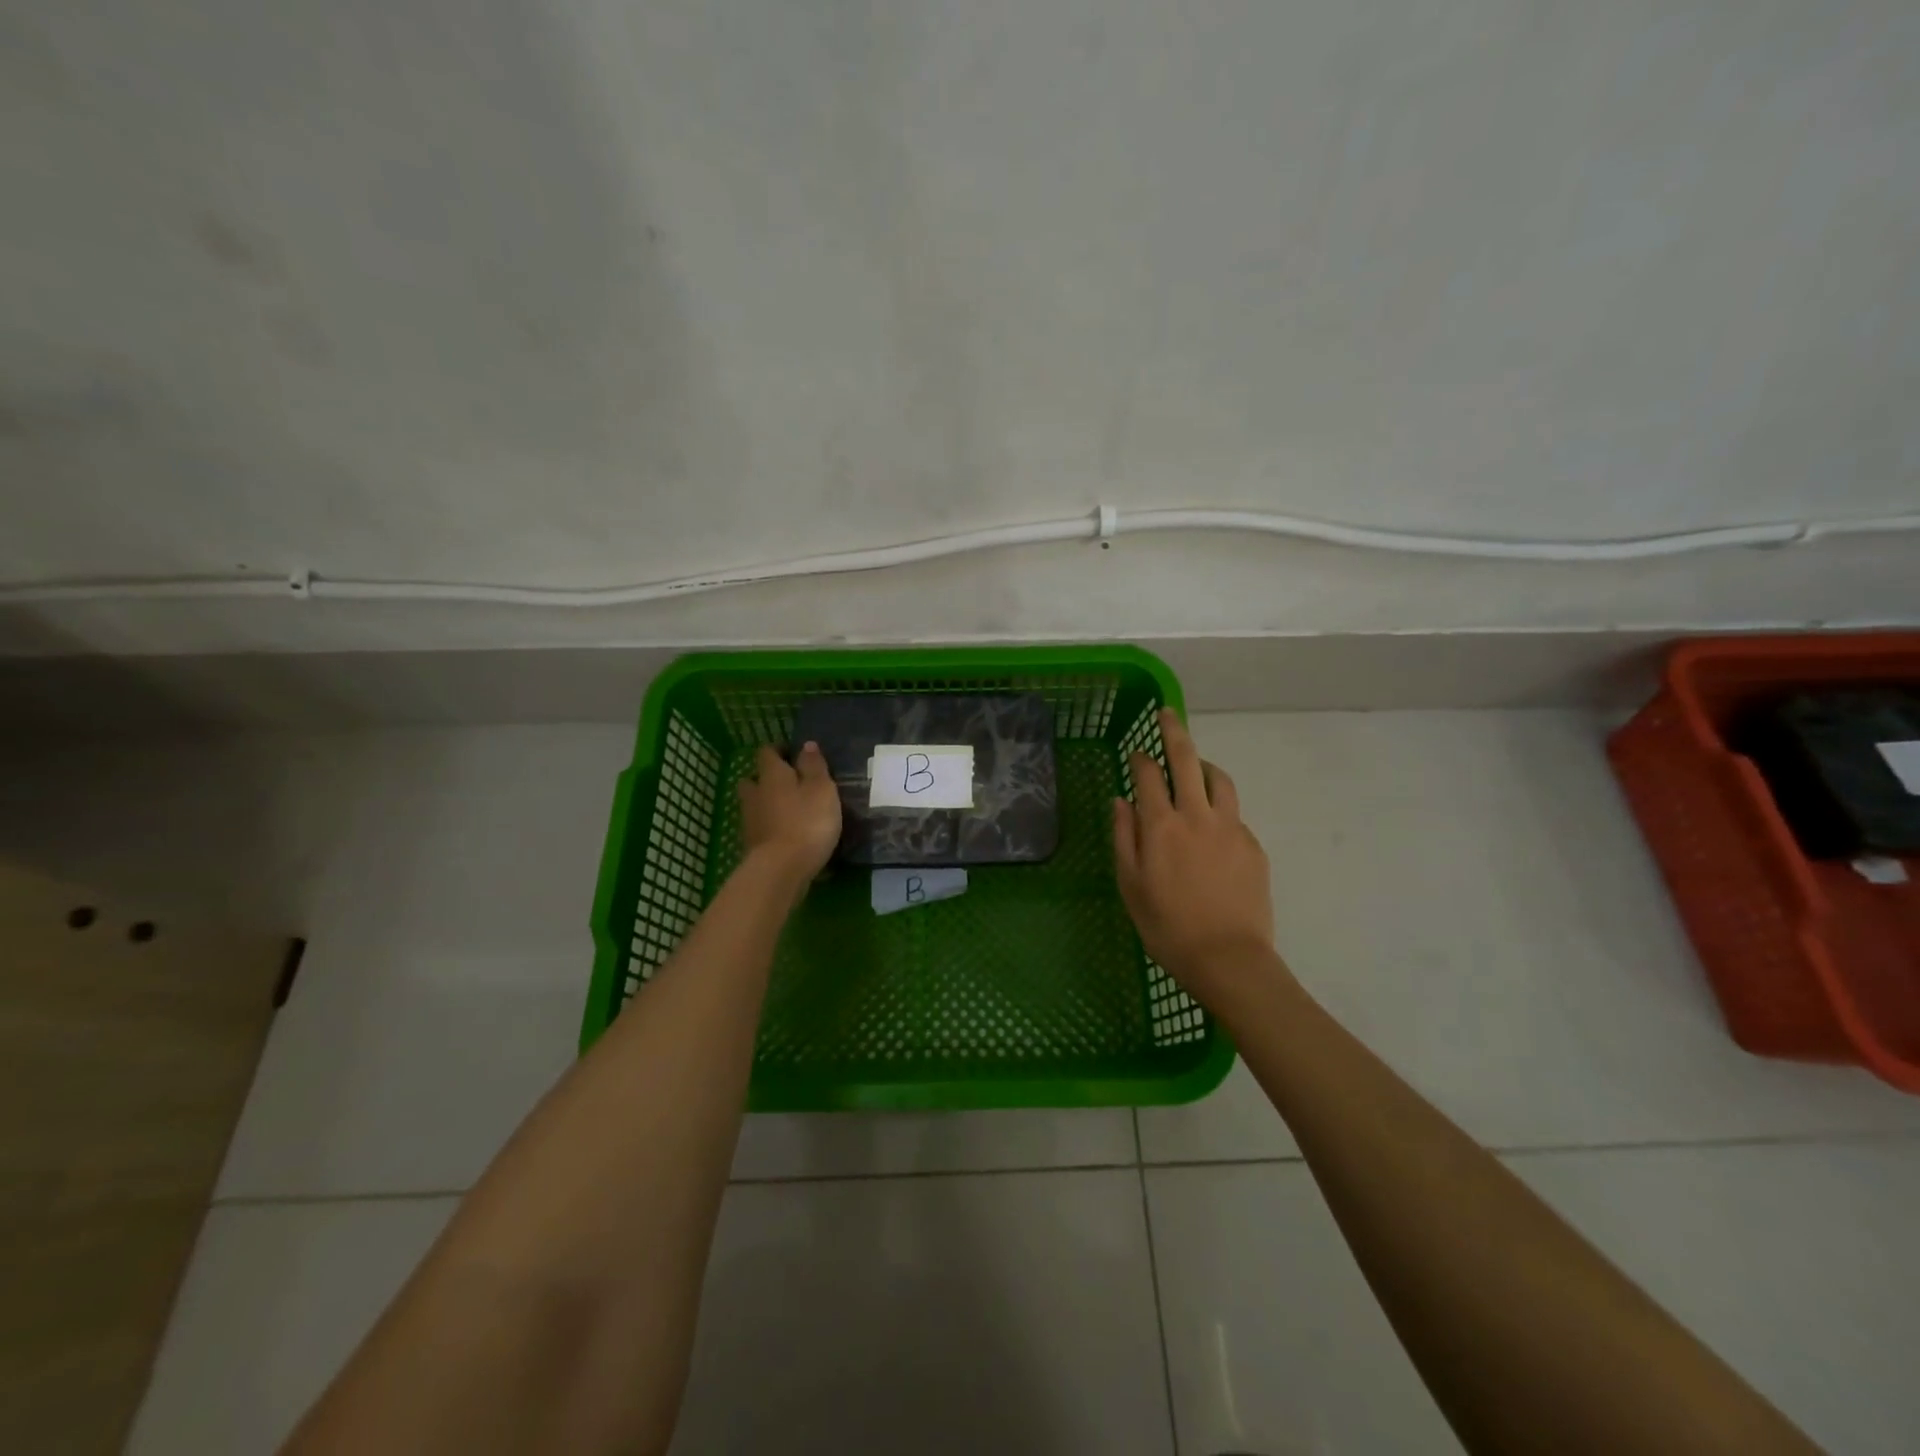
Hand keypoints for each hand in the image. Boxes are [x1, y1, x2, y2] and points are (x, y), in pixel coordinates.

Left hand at [738, 742, 841, 883]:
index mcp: (772, 775)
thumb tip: (806, 744)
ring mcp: (750, 821)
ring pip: (755, 804)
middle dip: (768, 778)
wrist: (781, 869)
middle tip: (789, 783)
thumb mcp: (822, 789)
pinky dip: (770, 826)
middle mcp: (755, 793)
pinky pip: (760, 826)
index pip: (767, 753)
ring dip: (768, 803)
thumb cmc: (807, 822)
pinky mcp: (752, 845)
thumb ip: (814, 766)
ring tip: (790, 810)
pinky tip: (786, 833)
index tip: (793, 753)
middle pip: (754, 779)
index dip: (779, 750)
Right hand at [1114, 710, 1284, 1013]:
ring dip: (1205, 765)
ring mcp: (1230, 827)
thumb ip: (1124, 837)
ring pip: (1219, 780)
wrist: (1229, 959)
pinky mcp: (1253, 845)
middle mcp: (1197, 815)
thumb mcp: (1130, 885)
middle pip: (1187, 760)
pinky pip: (1234, 813)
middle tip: (1168, 714)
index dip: (1141, 758)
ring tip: (1197, 766)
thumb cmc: (1167, 927)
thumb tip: (1120, 800)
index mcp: (1161, 825)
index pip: (1149, 775)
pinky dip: (1219, 806)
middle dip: (1175, 732)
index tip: (1137, 751)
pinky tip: (1212, 826)